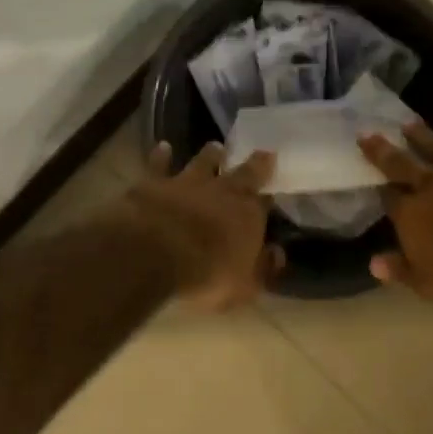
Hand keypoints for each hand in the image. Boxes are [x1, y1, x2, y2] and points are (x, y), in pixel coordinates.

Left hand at [119, 142, 282, 309]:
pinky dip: (162, 155)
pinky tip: (164, 146)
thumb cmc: (206, 276)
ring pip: (203, 162)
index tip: (275, 188)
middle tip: (263, 152)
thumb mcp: (245, 286)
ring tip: (216, 146)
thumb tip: (278, 253)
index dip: (269, 197)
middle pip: (243, 172)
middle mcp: (222, 191)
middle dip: (254, 164)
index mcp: (248, 214)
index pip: (265, 201)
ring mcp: (187, 183)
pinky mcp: (154, 183)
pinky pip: (159, 165)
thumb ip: (264, 269)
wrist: (154, 255)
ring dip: (210, 154)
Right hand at [359, 96, 432, 306]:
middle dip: (383, 151)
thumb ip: (400, 270)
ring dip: (423, 135)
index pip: (390, 199)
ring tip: (407, 121)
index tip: (367, 177)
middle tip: (366, 132)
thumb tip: (373, 263)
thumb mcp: (429, 284)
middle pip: (403, 165)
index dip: (380, 189)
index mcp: (413, 214)